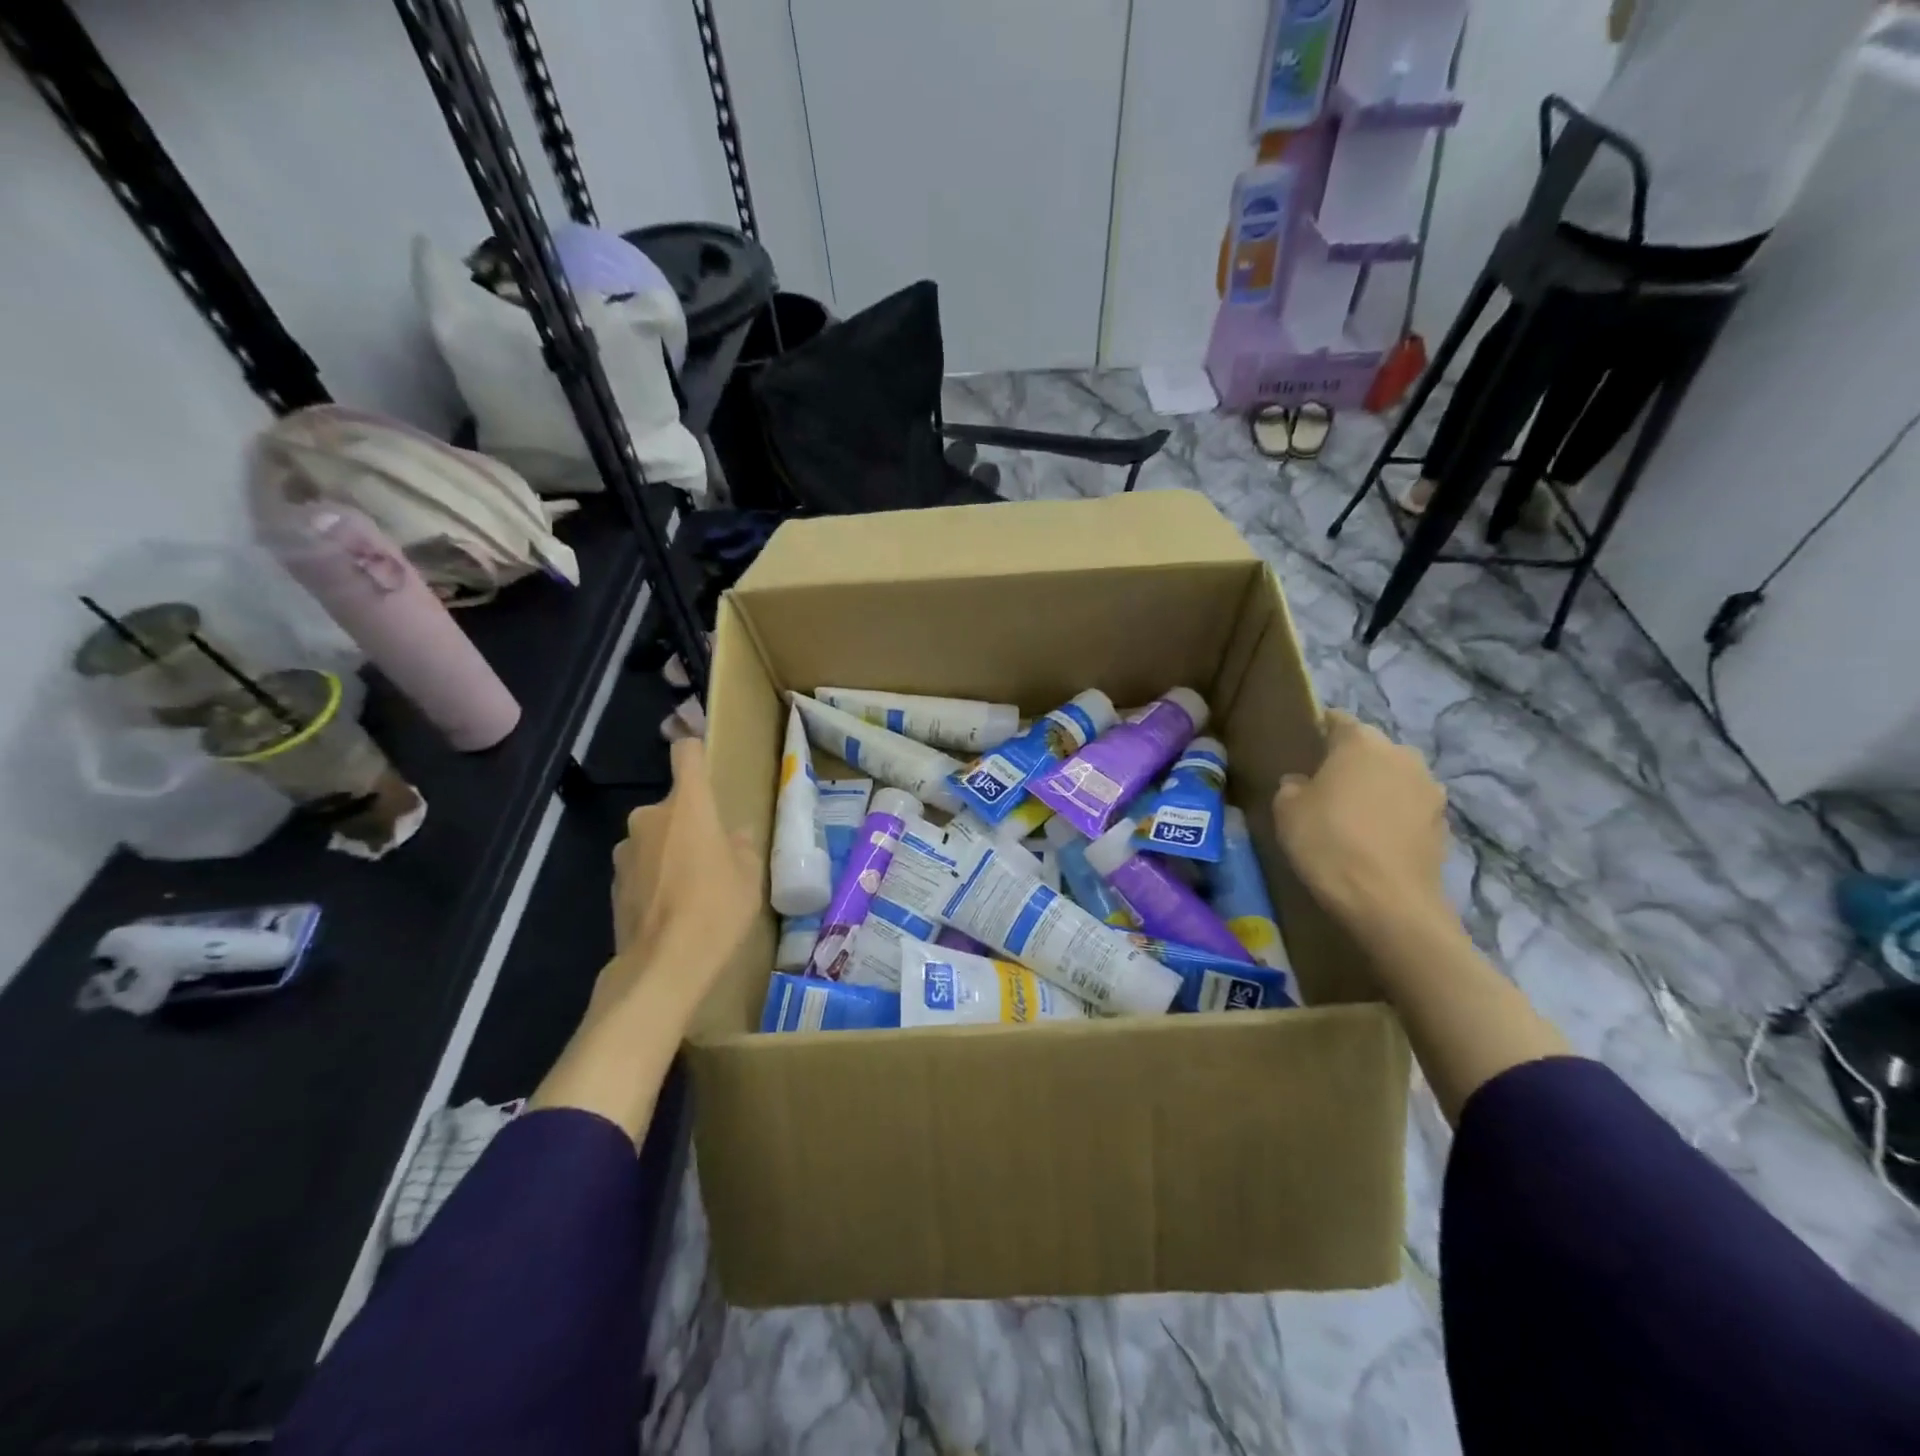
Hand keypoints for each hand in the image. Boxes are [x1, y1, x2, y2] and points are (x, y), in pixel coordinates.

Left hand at [593, 738, 760, 1019]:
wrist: (662, 967)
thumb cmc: (717, 909)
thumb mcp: (749, 876)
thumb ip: (741, 846)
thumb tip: (732, 836)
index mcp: (688, 806)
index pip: (687, 755)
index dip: (696, 752)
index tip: (705, 762)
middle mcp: (649, 818)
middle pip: (674, 806)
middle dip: (690, 823)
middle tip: (713, 855)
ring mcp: (625, 851)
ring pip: (655, 838)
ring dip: (670, 851)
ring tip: (692, 887)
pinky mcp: (613, 883)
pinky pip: (641, 867)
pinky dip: (655, 878)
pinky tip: (671, 909)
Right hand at [1272, 710, 1449, 930]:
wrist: (1388, 902)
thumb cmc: (1329, 843)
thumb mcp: (1286, 811)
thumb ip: (1292, 786)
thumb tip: (1303, 783)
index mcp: (1361, 742)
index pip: (1337, 720)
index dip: (1319, 731)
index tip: (1304, 749)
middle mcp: (1401, 754)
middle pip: (1370, 748)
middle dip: (1350, 762)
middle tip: (1325, 787)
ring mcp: (1429, 788)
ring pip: (1393, 777)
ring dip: (1376, 788)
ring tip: (1353, 816)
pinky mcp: (1443, 822)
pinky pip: (1409, 807)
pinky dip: (1393, 815)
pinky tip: (1375, 839)